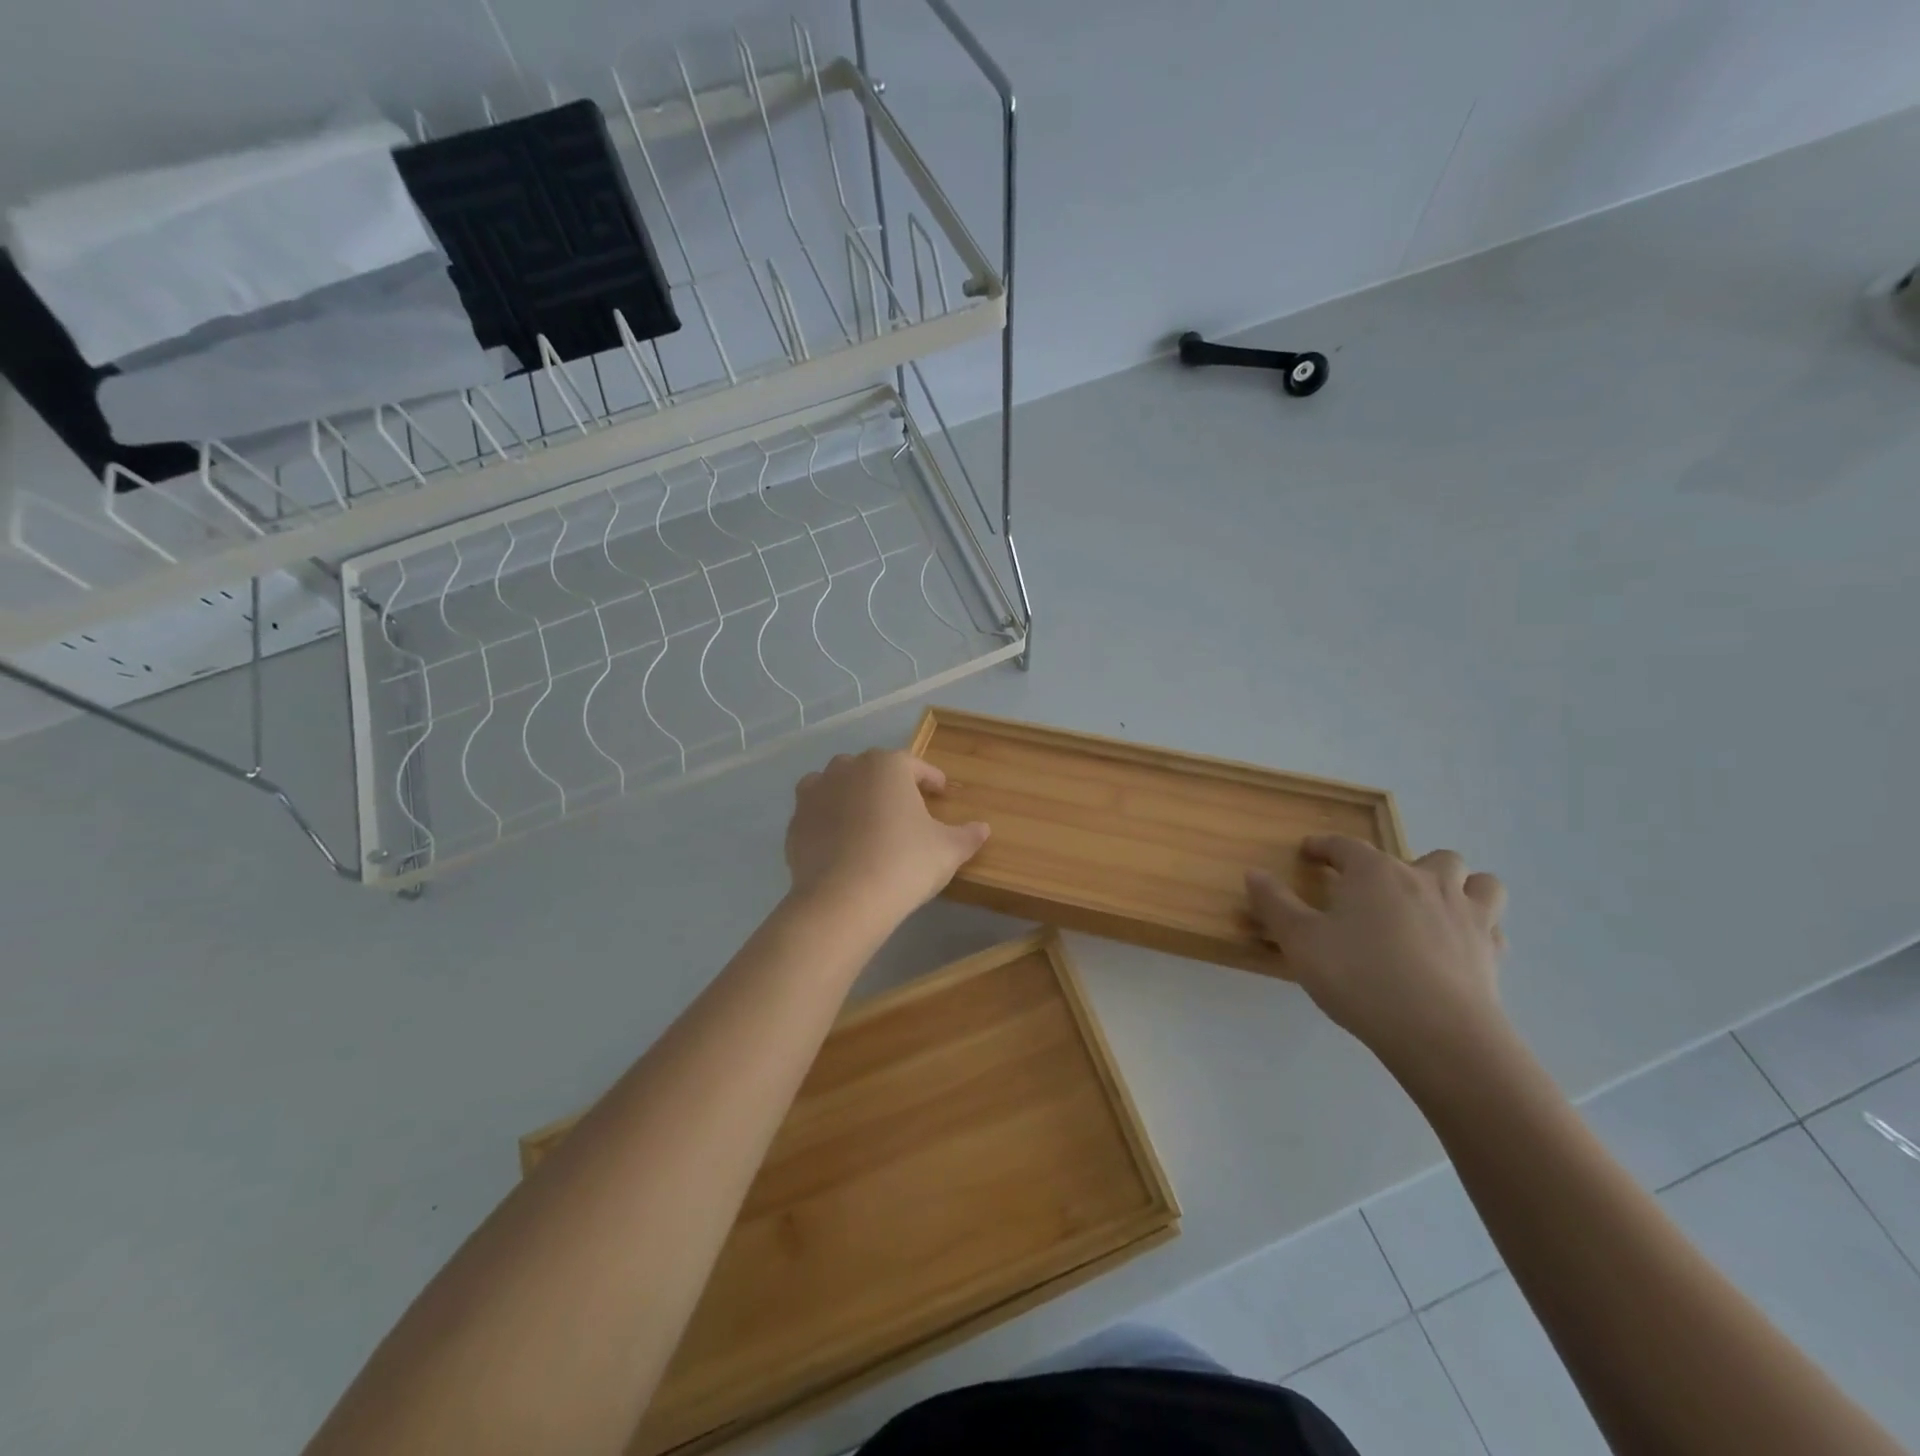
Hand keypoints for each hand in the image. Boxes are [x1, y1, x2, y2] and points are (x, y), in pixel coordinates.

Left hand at [785, 750, 989, 923]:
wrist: (844, 899)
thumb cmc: (904, 863)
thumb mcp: (948, 850)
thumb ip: (967, 835)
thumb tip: (983, 828)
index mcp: (887, 766)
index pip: (915, 765)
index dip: (931, 779)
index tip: (941, 792)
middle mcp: (848, 769)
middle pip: (872, 769)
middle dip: (888, 784)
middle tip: (904, 808)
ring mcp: (816, 793)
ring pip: (836, 783)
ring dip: (851, 794)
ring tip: (866, 819)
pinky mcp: (795, 822)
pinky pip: (816, 813)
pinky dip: (828, 820)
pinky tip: (840, 843)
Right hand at [1246, 838, 1508, 1086]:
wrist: (1439, 1034)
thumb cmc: (1359, 977)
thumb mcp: (1300, 941)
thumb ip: (1274, 904)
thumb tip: (1254, 873)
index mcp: (1376, 873)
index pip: (1345, 846)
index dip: (1324, 846)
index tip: (1309, 852)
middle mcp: (1426, 881)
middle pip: (1425, 855)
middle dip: (1403, 866)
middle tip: (1381, 892)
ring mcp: (1467, 915)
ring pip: (1478, 882)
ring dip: (1459, 886)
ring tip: (1435, 906)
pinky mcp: (1493, 952)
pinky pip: (1493, 926)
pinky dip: (1478, 928)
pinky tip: (1459, 946)